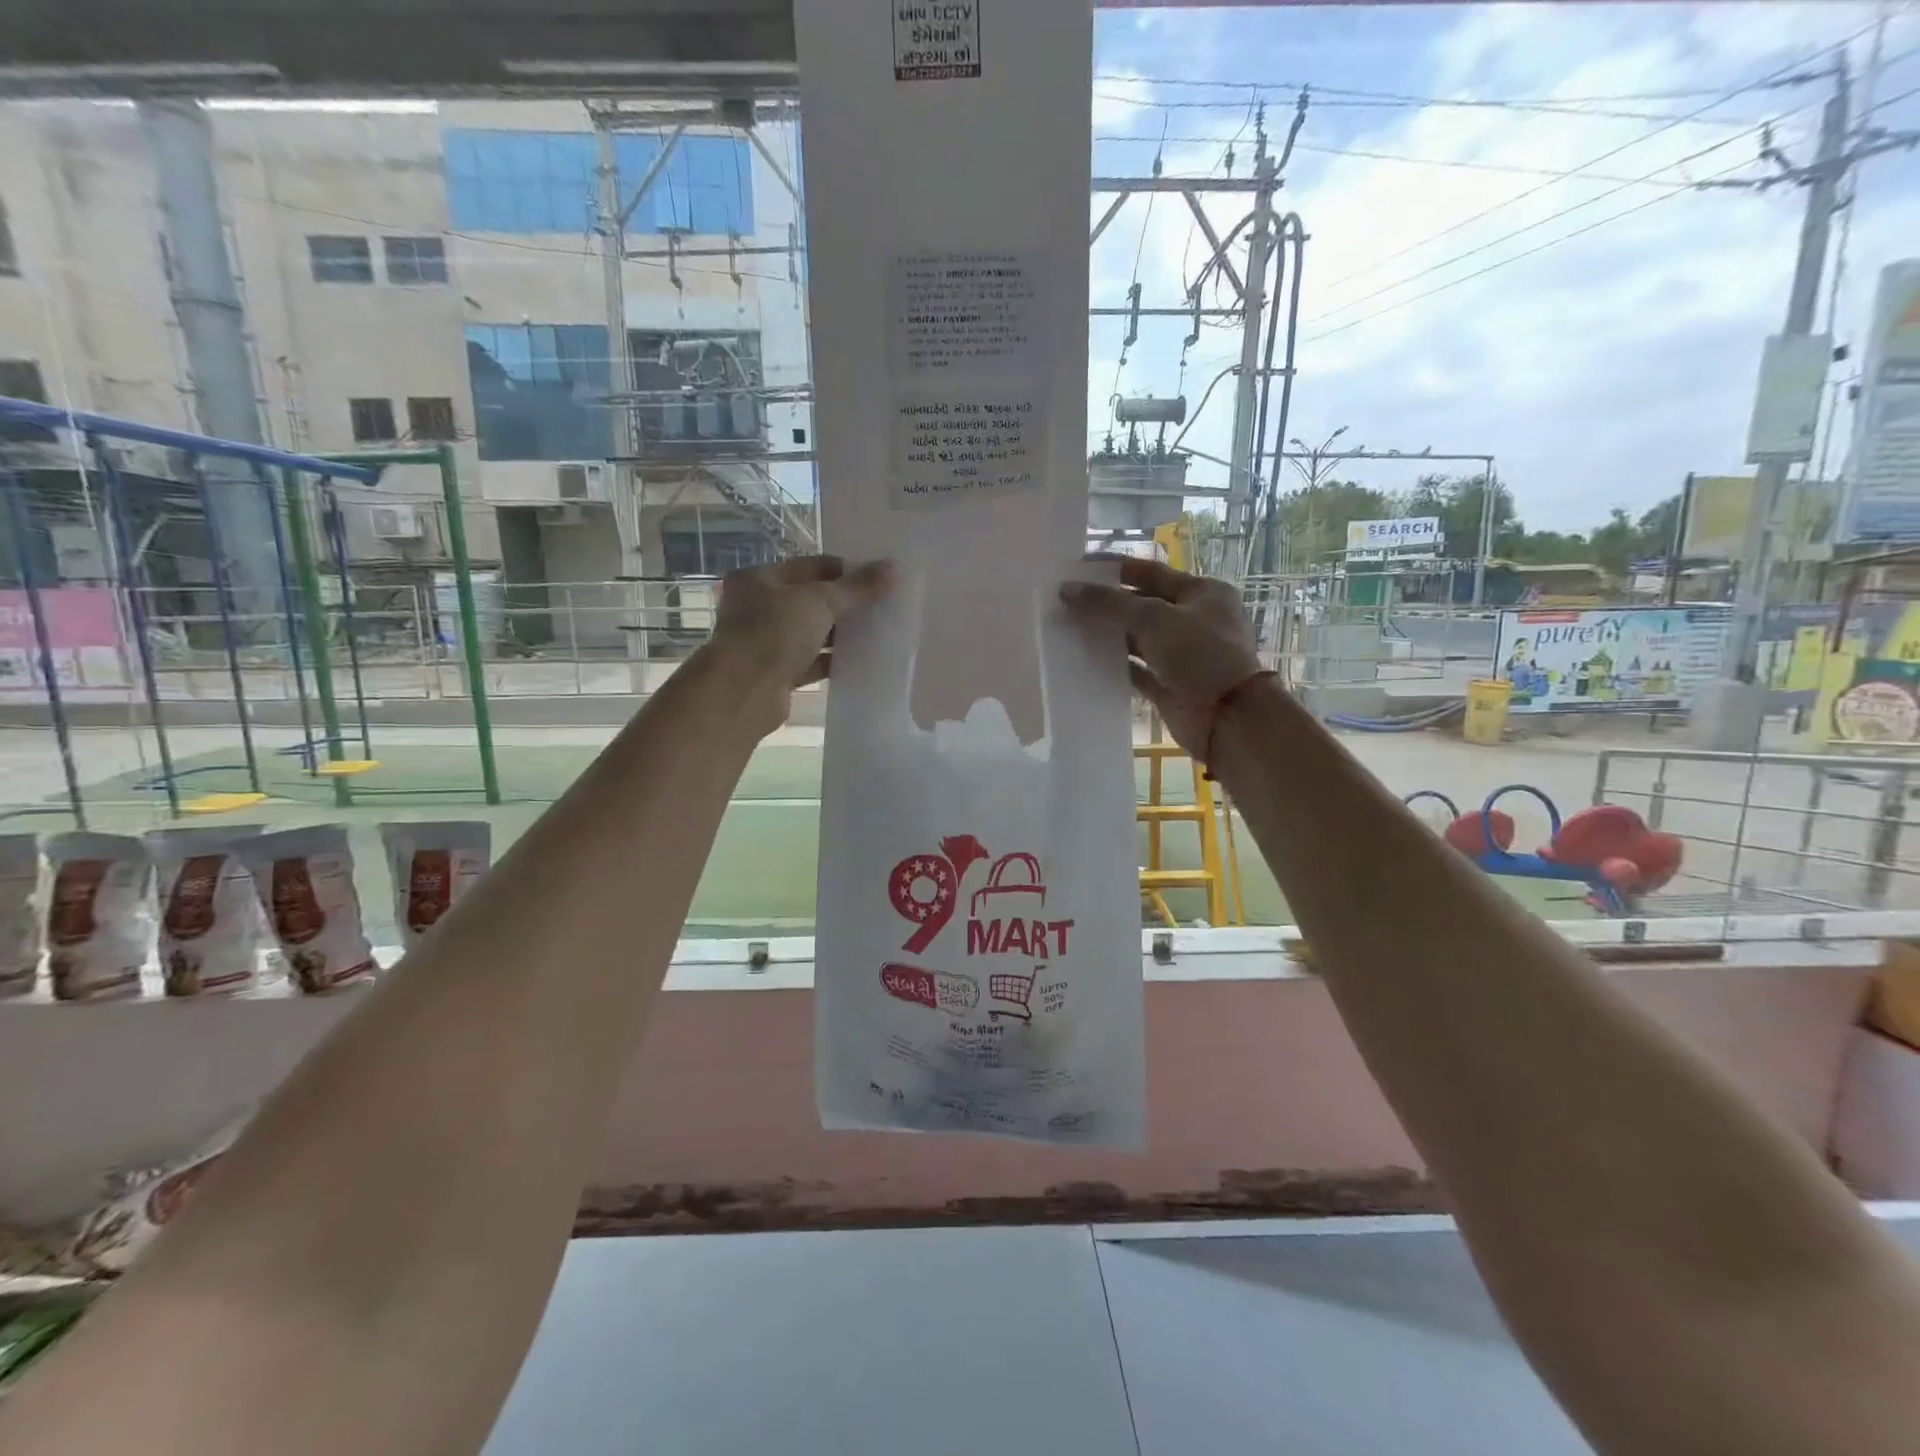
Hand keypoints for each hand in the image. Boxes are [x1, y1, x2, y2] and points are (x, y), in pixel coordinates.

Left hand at [708, 555, 893, 732]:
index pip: (812, 566)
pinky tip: (861, 661)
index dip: (847, 571)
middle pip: (812, 600)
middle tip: (883, 607)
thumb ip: (856, 588)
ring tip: (877, 633)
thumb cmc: (773, 634)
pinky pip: (811, 662)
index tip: (880, 580)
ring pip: (812, 633)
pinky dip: (833, 661)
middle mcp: (759, 607)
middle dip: (846, 605)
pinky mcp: (777, 673)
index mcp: (760, 579)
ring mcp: (766, 642)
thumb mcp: (819, 603)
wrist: (742, 693)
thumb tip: (893, 567)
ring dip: (841, 634)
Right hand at [1059, 555, 1261, 755]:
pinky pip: (1135, 669)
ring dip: (1106, 634)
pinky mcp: (1169, 684)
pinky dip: (1113, 664)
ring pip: (1136, 638)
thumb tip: (1066, 590)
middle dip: (1105, 603)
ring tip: (1067, 628)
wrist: (1228, 718)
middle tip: (1064, 601)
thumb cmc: (1199, 655)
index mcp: (1202, 592)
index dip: (1113, 569)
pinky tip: (1084, 660)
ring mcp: (1182, 655)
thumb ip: (1109, 603)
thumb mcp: (1154, 619)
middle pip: (1141, 605)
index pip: (1150, 572)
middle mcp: (1193, 620)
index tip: (1076, 568)